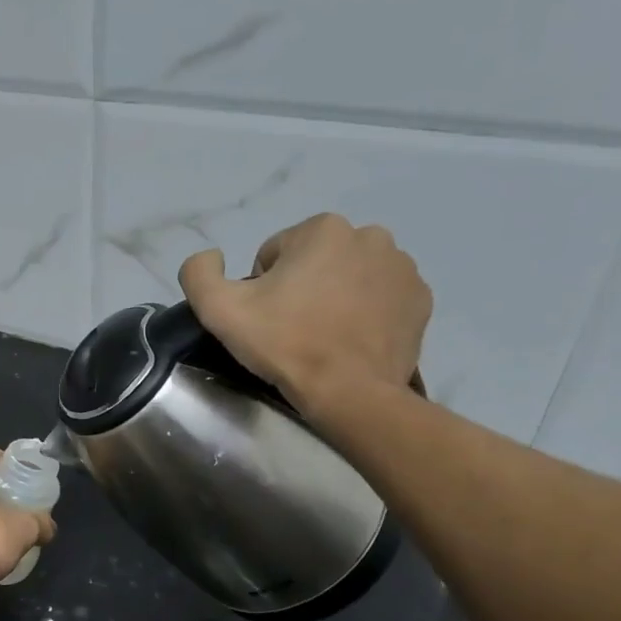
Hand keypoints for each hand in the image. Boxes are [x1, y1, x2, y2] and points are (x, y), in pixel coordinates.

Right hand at [178, 214, 431, 415]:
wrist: (349, 392)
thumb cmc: (284, 344)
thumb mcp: (218, 309)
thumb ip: (199, 272)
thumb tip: (211, 256)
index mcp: (322, 228)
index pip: (274, 254)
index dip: (262, 288)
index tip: (267, 319)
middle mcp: (370, 235)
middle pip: (314, 261)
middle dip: (301, 288)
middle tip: (292, 329)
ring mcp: (402, 267)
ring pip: (349, 277)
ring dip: (334, 297)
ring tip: (323, 337)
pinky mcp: (420, 299)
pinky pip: (380, 297)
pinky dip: (365, 312)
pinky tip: (351, 340)